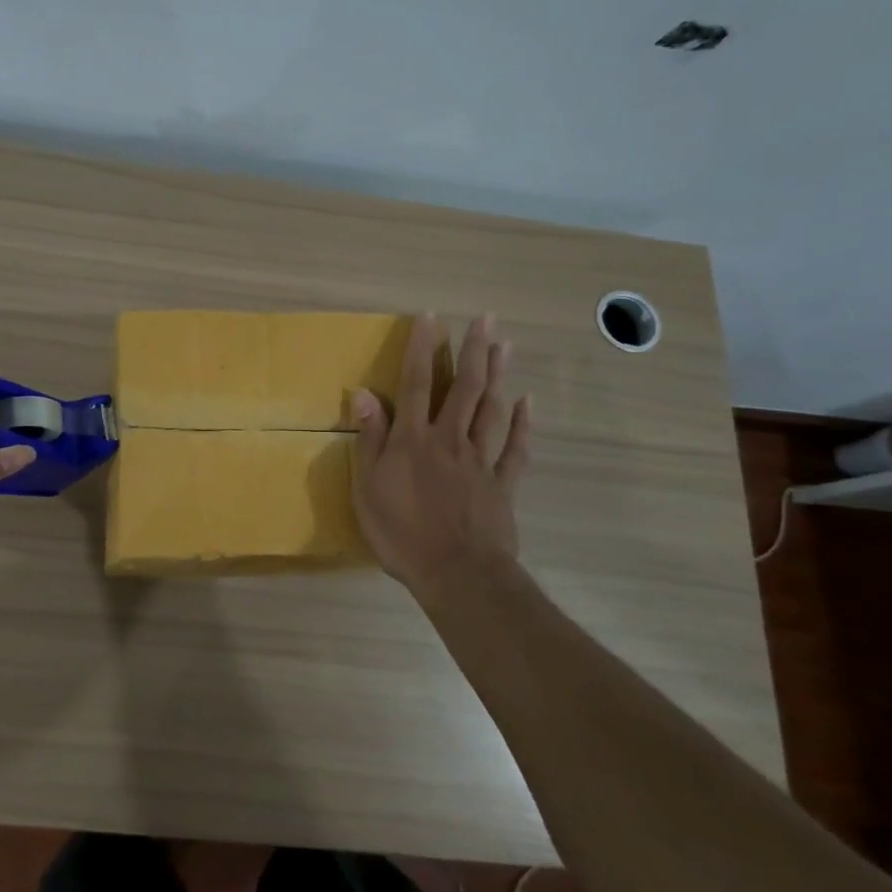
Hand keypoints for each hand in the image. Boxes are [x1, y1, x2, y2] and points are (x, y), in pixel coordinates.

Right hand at [351, 315, 531, 601]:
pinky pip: (515, 448)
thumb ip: (371, 439)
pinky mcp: (502, 483)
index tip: (430, 317)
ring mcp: (480, 460)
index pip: (415, 384)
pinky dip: (523, 424)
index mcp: (414, 439)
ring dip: (497, 375)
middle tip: (485, 318)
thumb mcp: (368, 488)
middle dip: (472, 350)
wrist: (457, 573)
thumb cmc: (402, 533)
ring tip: (504, 345)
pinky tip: (527, 402)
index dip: (421, 348)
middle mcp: (449, 439)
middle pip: (463, 387)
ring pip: (491, 409)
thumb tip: (364, 393)